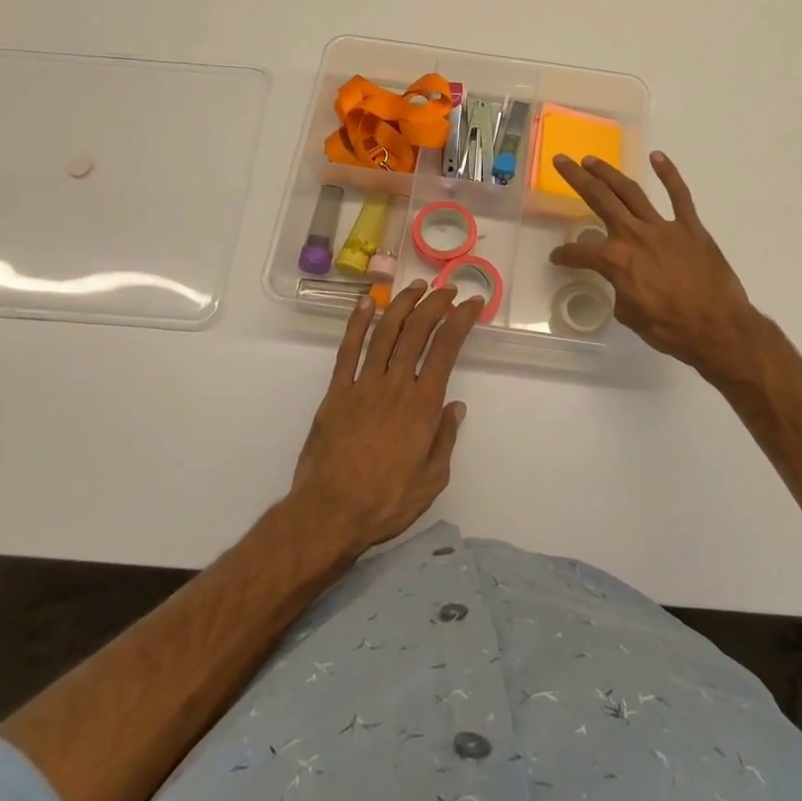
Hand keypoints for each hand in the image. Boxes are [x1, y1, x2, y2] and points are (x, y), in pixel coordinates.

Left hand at [289, 281, 482, 555]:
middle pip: (417, 331)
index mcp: (423, 404)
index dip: (460, 321)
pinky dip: (357, 322)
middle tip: (447, 290)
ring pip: (385, 332)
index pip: (446, 349)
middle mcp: (395, 385)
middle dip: (435, 305)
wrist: (330, 513)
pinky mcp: (337, 392)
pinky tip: (366, 303)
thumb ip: (445, 438)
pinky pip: (348, 350)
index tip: (471, 304)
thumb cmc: (386, 502)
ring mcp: (363, 385)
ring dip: (402, 304)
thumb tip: (455, 406)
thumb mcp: (432, 480)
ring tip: (416, 287)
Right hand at [549, 152, 763, 380]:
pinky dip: (669, 174)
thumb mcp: (630, 316)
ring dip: (609, 173)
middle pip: (599, 198)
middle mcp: (634, 235)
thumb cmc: (671, 329)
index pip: (580, 252)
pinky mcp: (690, 227)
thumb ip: (621, 290)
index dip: (564, 255)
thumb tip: (625, 281)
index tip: (558, 258)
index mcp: (615, 260)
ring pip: (631, 191)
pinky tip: (657, 157)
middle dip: (577, 178)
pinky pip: (679, 195)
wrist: (718, 329)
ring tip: (592, 160)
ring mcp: (663, 227)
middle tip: (562, 161)